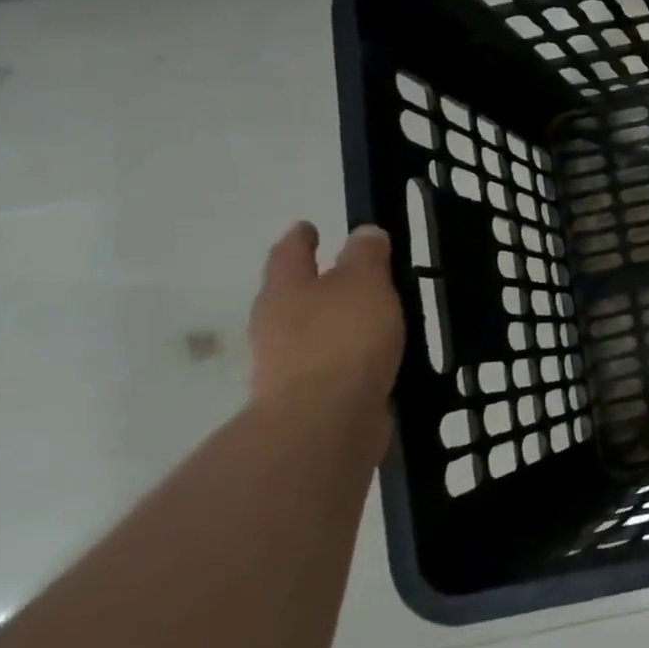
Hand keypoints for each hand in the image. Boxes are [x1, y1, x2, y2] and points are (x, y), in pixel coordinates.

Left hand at [248, 222, 404, 440]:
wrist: (325, 421)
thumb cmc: (343, 339)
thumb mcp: (365, 284)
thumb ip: (366, 256)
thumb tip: (363, 232)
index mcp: (285, 290)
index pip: (290, 253)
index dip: (301, 237)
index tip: (309, 226)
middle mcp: (276, 324)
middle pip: (293, 293)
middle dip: (315, 281)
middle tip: (345, 272)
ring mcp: (287, 363)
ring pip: (311, 329)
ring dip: (334, 320)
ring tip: (369, 314)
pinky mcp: (309, 395)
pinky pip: (330, 361)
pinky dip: (347, 353)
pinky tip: (372, 354)